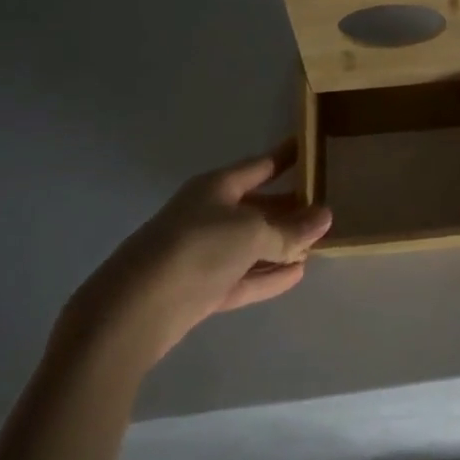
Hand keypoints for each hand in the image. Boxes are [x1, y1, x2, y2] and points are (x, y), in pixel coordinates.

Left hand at [58, 144, 331, 368]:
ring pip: (251, 244)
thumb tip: (325, 217)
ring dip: (281, 245)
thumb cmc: (197, 249)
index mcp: (216, 187)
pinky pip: (244, 277)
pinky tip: (298, 274)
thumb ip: (290, 229)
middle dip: (289, 208)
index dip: (286, 157)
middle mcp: (208, 215)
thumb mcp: (253, 232)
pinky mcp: (201, 290)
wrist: (134, 310)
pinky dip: (269, 275)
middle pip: (257, 206)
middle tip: (325, 207)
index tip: (311, 149)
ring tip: (317, 244)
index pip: (260, 166)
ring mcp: (203, 254)